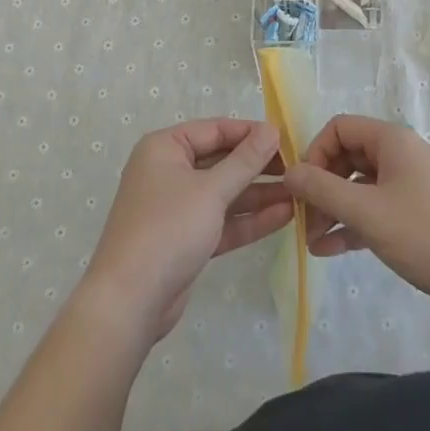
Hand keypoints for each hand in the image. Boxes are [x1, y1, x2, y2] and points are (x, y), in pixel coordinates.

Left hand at [79, 119, 291, 343]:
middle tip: (297, 169)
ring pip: (224, 193)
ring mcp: (177, 207)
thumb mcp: (210, 191)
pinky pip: (222, 220)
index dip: (251, 133)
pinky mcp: (186, 239)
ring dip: (258, 195)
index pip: (215, 130)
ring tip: (299, 194)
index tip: (287, 139)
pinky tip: (284, 216)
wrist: (130, 301)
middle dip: (257, 167)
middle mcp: (169, 171)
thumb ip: (244, 161)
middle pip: (221, 161)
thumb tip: (272, 129)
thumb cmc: (167, 229)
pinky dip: (248, 220)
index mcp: (165, 148)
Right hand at [283, 115, 429, 312]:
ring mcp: (409, 185)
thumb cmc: (427, 235)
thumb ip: (322, 190)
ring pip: (358, 187)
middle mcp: (399, 155)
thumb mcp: (367, 213)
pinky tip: (331, 251)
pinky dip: (353, 225)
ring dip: (333, 210)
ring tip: (312, 243)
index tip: (302, 188)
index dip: (314, 153)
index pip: (338, 128)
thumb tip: (288, 172)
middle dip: (321, 187)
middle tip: (303, 221)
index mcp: (390, 140)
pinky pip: (374, 209)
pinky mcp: (416, 214)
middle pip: (346, 158)